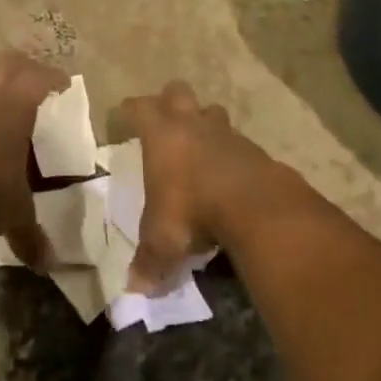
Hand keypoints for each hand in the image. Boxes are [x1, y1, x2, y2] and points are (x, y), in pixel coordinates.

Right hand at [112, 81, 270, 293]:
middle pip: (178, 91)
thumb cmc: (194, 211)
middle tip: (166, 124)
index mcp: (162, 136)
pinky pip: (239, 143)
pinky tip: (231, 177)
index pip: (139, 108)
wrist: (257, 207)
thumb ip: (149, 262)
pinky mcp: (255, 150)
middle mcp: (192, 125)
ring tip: (201, 148)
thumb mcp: (164, 242)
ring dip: (205, 124)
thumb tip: (135, 289)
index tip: (124, 117)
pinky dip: (233, 154)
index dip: (130, 111)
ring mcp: (227, 133)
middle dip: (170, 102)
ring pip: (212, 112)